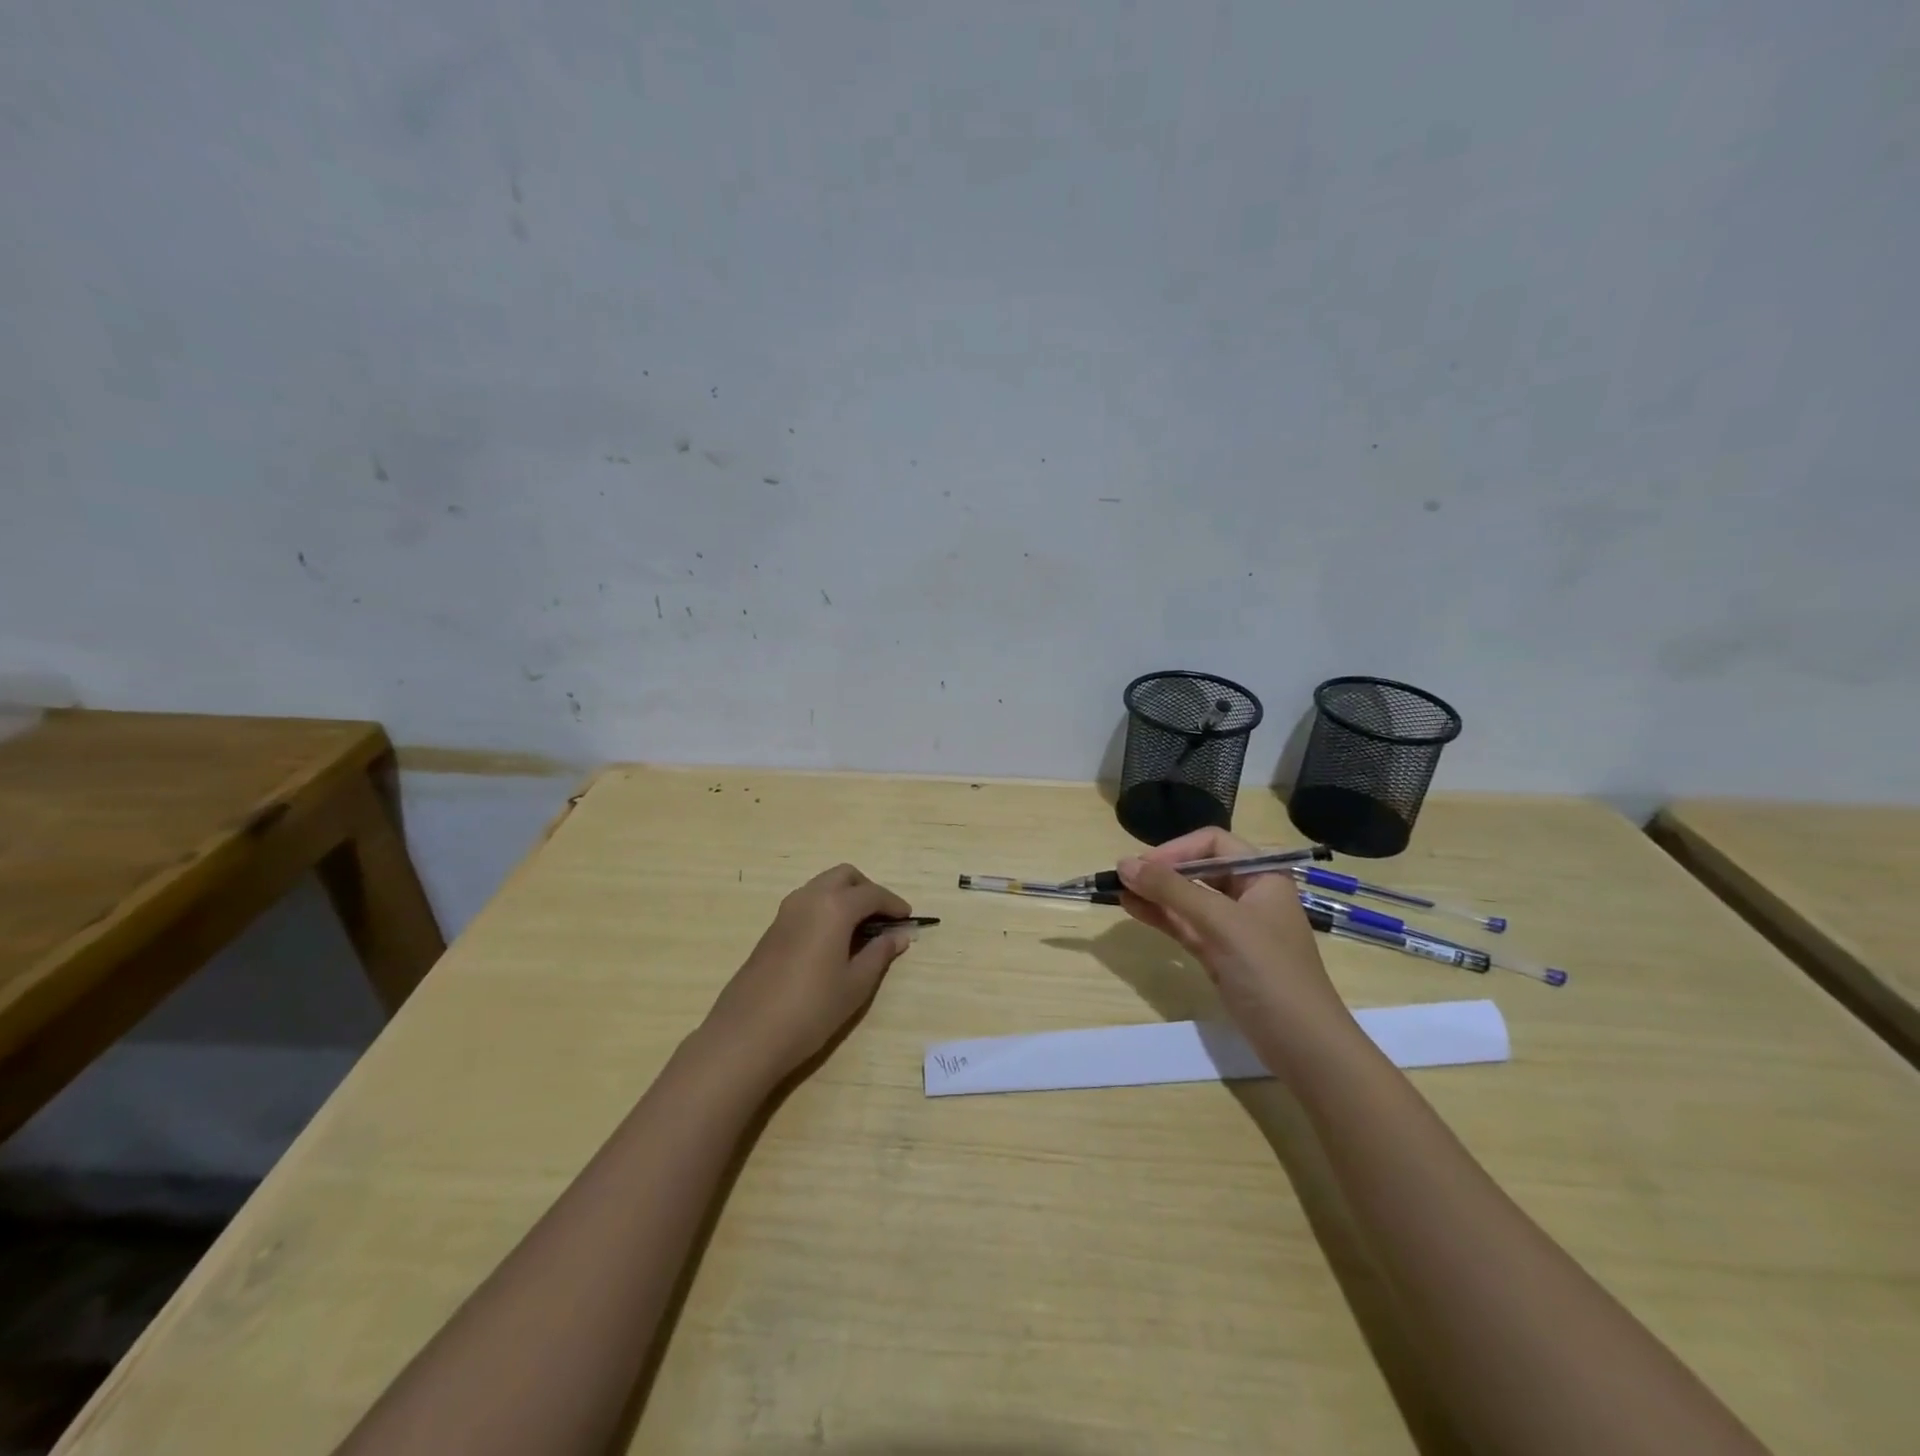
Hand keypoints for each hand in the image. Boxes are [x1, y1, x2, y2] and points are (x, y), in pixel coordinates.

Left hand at [701, 864, 914, 1083]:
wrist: (748, 1034)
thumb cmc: (811, 1009)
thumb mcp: (855, 985)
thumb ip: (879, 954)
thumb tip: (899, 936)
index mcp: (834, 907)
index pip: (872, 894)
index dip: (894, 904)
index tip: (908, 919)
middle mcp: (809, 898)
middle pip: (845, 876)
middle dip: (868, 890)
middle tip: (883, 917)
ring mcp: (786, 911)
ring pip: (823, 886)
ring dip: (845, 896)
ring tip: (861, 929)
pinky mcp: (773, 928)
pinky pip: (807, 902)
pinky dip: (827, 908)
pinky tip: (834, 939)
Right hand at [1116, 828, 1347, 1065]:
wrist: (1303, 1046)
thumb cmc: (1269, 972)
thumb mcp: (1221, 923)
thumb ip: (1172, 890)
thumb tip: (1123, 863)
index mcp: (1263, 876)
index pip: (1214, 843)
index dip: (1177, 849)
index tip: (1144, 865)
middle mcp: (1248, 895)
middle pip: (1198, 869)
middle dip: (1161, 871)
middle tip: (1123, 878)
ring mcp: (1233, 927)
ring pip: (1187, 899)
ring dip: (1154, 893)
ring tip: (1117, 890)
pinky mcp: (1220, 954)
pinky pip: (1185, 925)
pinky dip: (1160, 916)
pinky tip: (1133, 908)